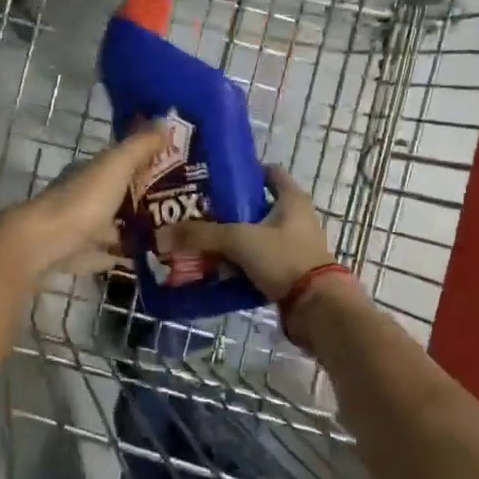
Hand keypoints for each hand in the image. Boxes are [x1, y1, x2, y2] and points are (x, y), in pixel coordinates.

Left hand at [0, 125, 168, 278]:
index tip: (174, 172)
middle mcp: (82, 197)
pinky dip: (119, 255)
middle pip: (116, 196)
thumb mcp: (116, 165)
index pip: (120, 163)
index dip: (144, 165)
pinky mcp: (76, 256)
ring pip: (110, 226)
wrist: (44, 244)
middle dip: (142, 200)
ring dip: (131, 229)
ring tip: (167, 236)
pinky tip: (140, 258)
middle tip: (178, 208)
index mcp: (89, 172)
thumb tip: (165, 121)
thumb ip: (140, 146)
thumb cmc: (83, 200)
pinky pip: (103, 254)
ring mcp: (77, 228)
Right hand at [160, 167, 337, 301]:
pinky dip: (239, 265)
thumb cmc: (284, 259)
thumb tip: (162, 235)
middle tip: (197, 213)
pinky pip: (258, 263)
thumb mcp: (239, 240)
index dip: (244, 171)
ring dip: (232, 241)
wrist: (316, 308)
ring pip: (256, 237)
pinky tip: (216, 271)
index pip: (269, 172)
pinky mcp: (289, 273)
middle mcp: (296, 219)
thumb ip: (201, 235)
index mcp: (292, 199)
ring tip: (201, 243)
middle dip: (228, 210)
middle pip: (257, 206)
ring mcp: (294, 247)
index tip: (215, 177)